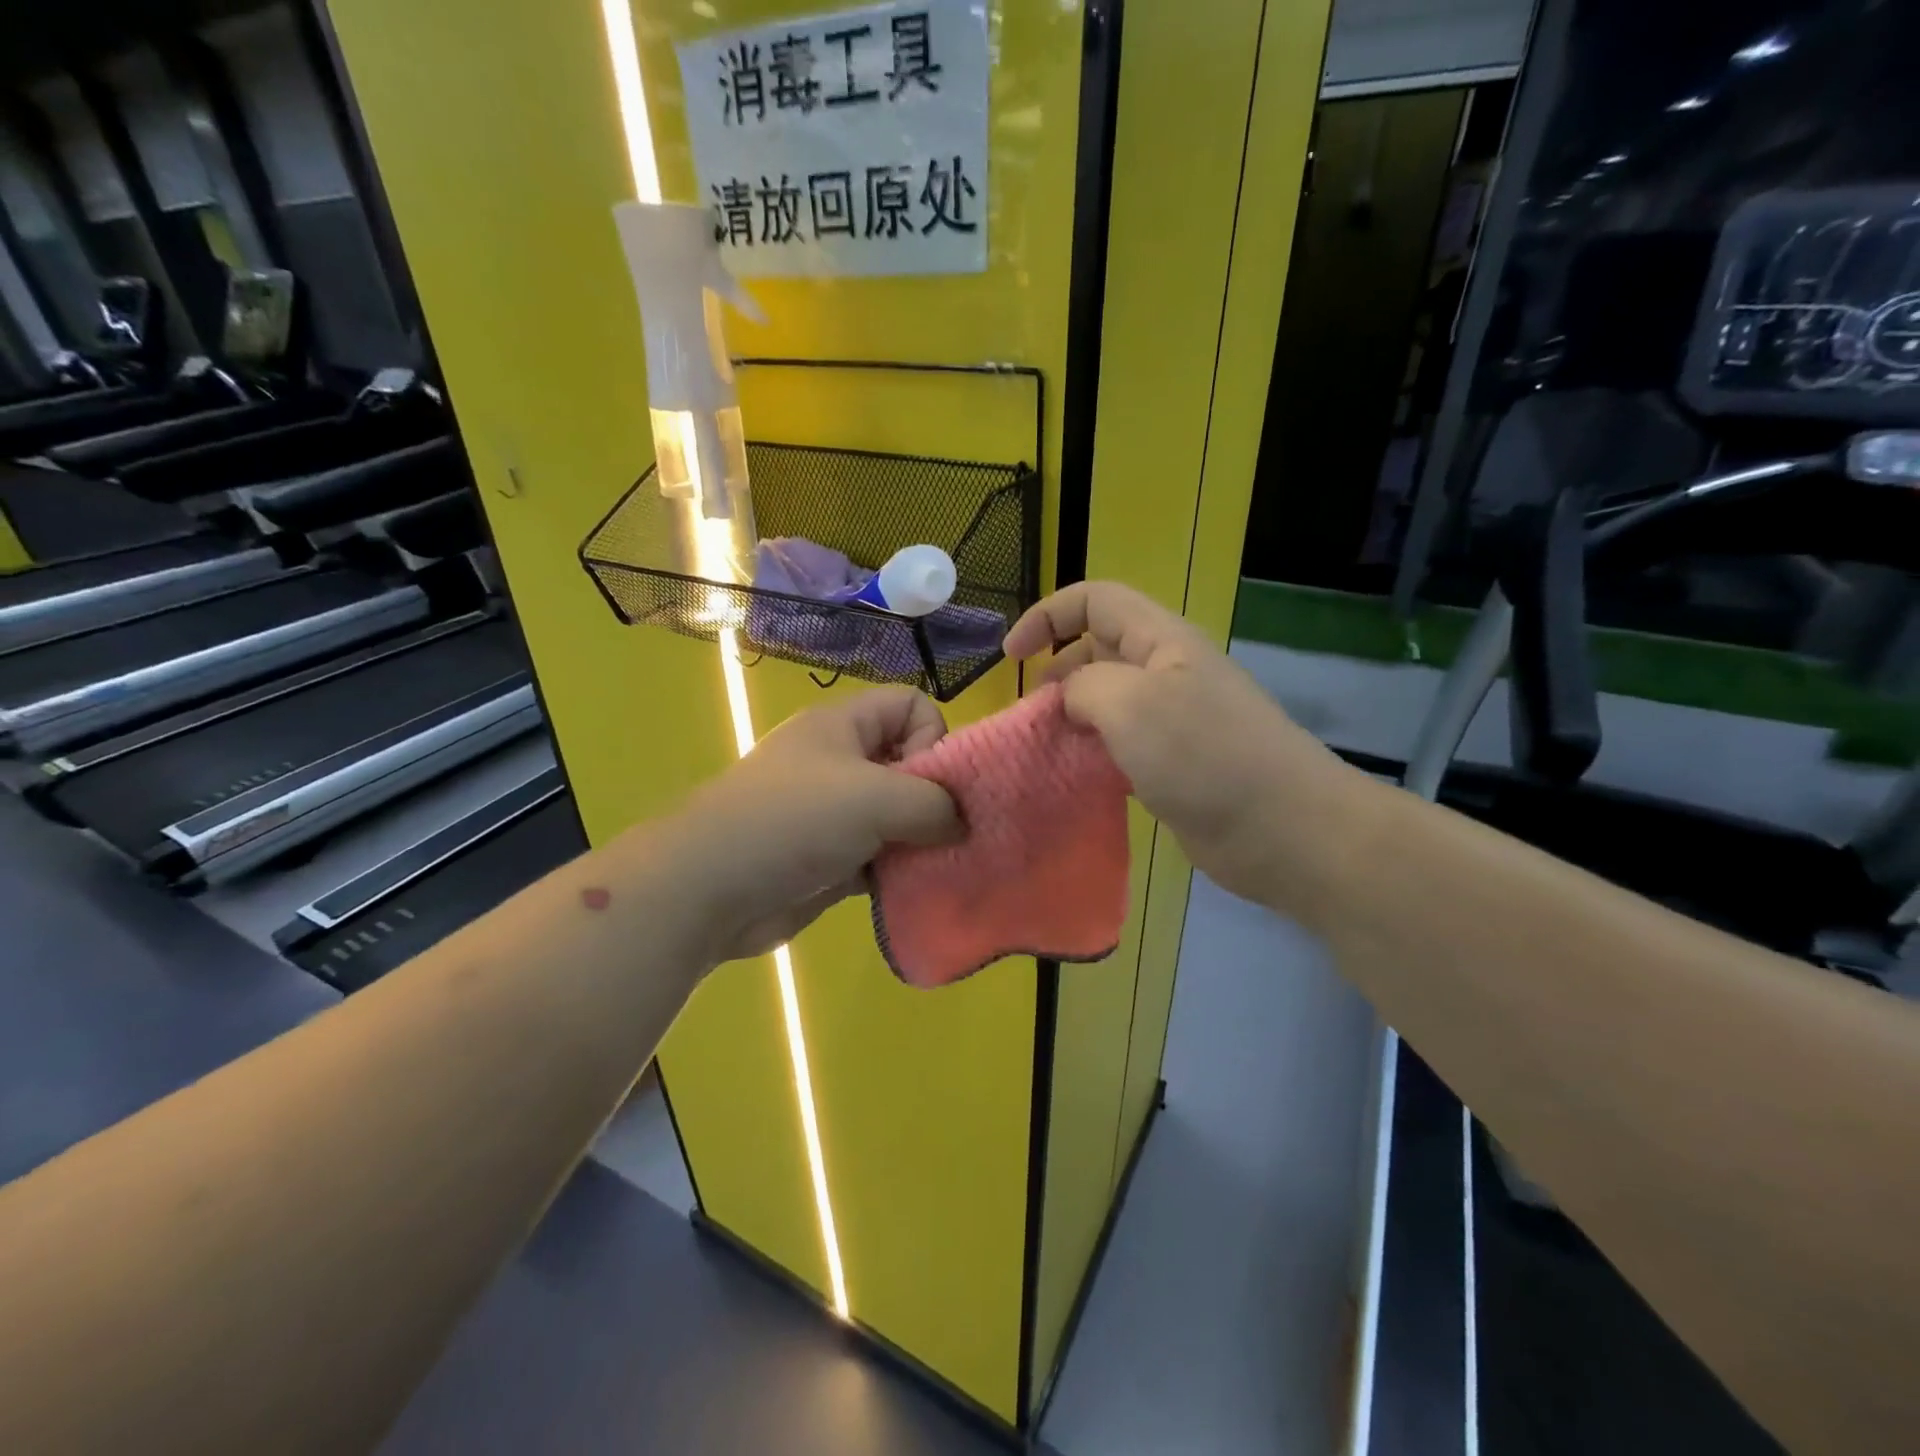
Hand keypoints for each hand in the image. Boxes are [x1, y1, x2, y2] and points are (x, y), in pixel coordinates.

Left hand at [673, 686, 960, 963]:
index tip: (931, 782)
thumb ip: (934, 803)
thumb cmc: (793, 821)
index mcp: (843, 726)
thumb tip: (962, 823)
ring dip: (921, 841)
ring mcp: (832, 813)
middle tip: (946, 833)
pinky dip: (898, 872)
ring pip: (897, 816)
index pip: (910, 704)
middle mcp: (840, 763)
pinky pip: (880, 857)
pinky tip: (911, 891)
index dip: (933, 736)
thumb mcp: (876, 797)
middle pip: (909, 762)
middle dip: (935, 797)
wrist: (709, 888)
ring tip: (936, 866)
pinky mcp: (829, 860)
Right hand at [1005, 581, 1371, 912]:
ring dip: (1072, 719)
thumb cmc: (1204, 755)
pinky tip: (1077, 778)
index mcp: (1161, 640)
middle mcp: (1167, 672)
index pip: (1095, 601)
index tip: (1011, 658)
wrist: (1282, 830)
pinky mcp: (1175, 764)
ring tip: (1046, 749)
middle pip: (1097, 650)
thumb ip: (1084, 686)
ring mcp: (1173, 720)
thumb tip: (1070, 698)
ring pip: (1107, 702)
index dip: (1047, 616)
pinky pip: (1121, 746)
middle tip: (1032, 715)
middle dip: (1056, 673)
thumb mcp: (1130, 704)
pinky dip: (1093, 755)